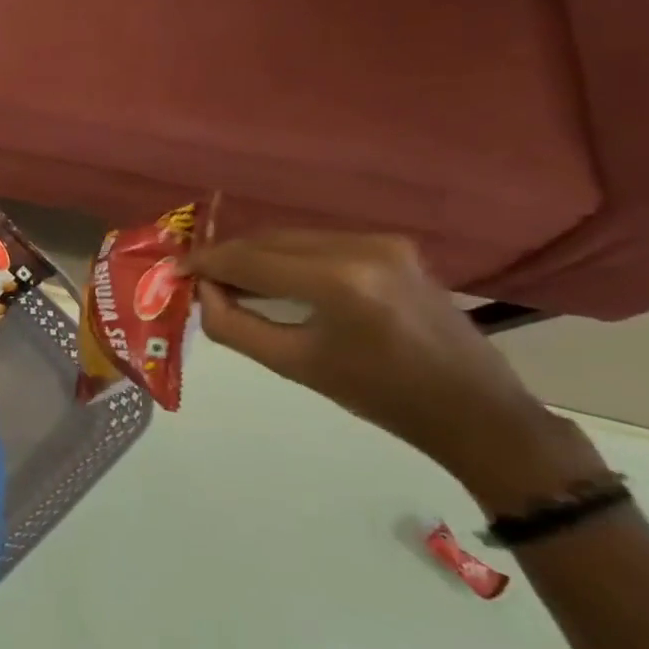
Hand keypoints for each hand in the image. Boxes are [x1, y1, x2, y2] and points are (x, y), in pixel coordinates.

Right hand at [184, 230, 606, 511]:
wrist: (475, 410)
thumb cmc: (381, 397)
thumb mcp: (295, 365)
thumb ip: (235, 326)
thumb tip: (201, 294)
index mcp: (337, 282)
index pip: (249, 260)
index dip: (205, 264)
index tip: (172, 271)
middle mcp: (359, 248)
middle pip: (268, 241)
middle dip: (227, 258)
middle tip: (195, 279)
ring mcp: (381, 242)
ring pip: (292, 238)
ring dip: (255, 256)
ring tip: (229, 282)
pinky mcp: (393, 246)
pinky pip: (319, 242)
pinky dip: (287, 257)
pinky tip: (273, 278)